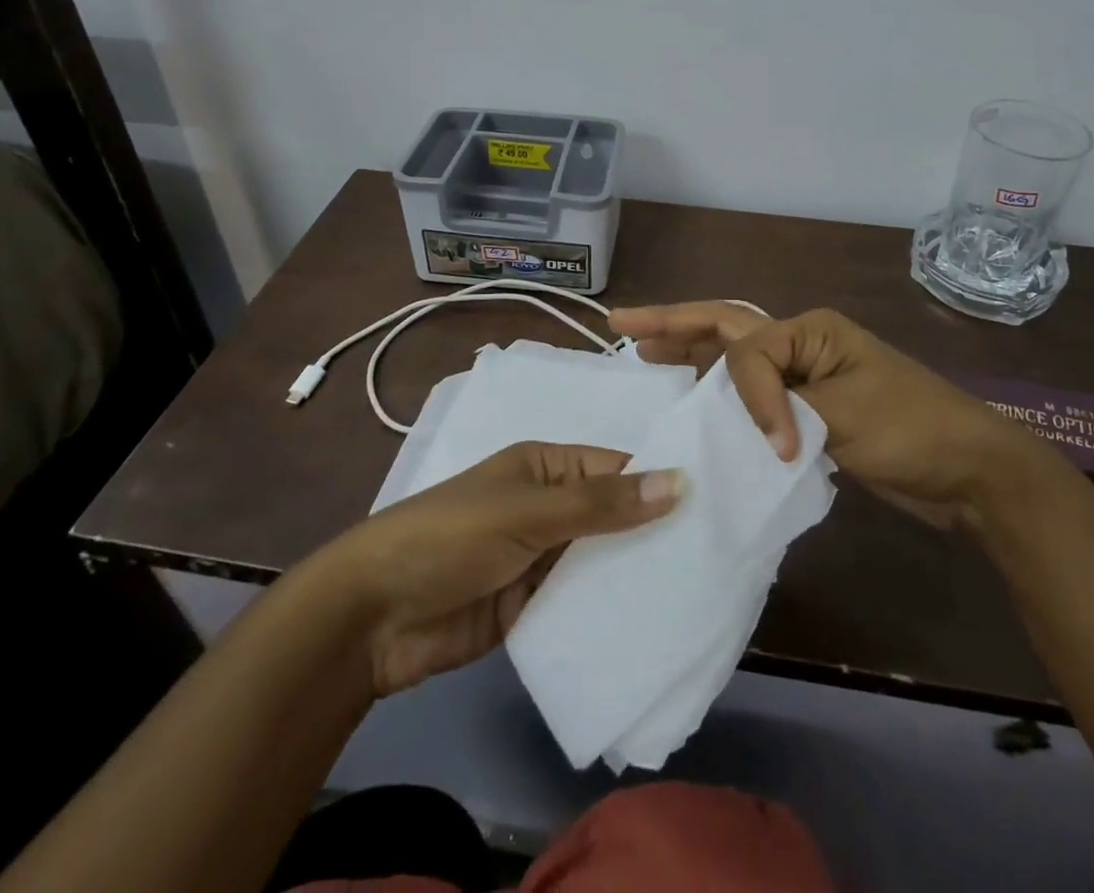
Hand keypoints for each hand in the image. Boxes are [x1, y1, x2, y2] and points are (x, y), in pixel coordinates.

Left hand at [320, 442, 682, 695]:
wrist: (373, 616)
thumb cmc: (453, 537)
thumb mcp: (530, 512)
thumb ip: (603, 503)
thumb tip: (680, 480)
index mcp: (546, 466)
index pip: (616, 467)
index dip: (661, 481)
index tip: (718, 503)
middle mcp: (548, 506)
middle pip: (613, 515)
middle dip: (654, 533)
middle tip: (720, 553)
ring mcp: (540, 559)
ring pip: (600, 561)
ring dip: (635, 575)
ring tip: (703, 590)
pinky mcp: (531, 607)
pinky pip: (580, 603)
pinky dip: (608, 612)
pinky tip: (655, 628)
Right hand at [610, 303, 1040, 528]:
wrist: (971, 473)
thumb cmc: (913, 431)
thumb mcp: (845, 414)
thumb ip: (784, 407)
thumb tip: (744, 428)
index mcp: (810, 330)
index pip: (750, 353)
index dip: (751, 398)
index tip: (779, 445)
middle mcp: (800, 344)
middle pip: (725, 328)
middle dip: (673, 324)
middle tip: (622, 325)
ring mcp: (804, 376)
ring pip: (733, 358)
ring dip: (690, 354)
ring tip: (644, 356)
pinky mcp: (808, 411)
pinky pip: (752, 395)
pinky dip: (720, 397)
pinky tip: (694, 403)